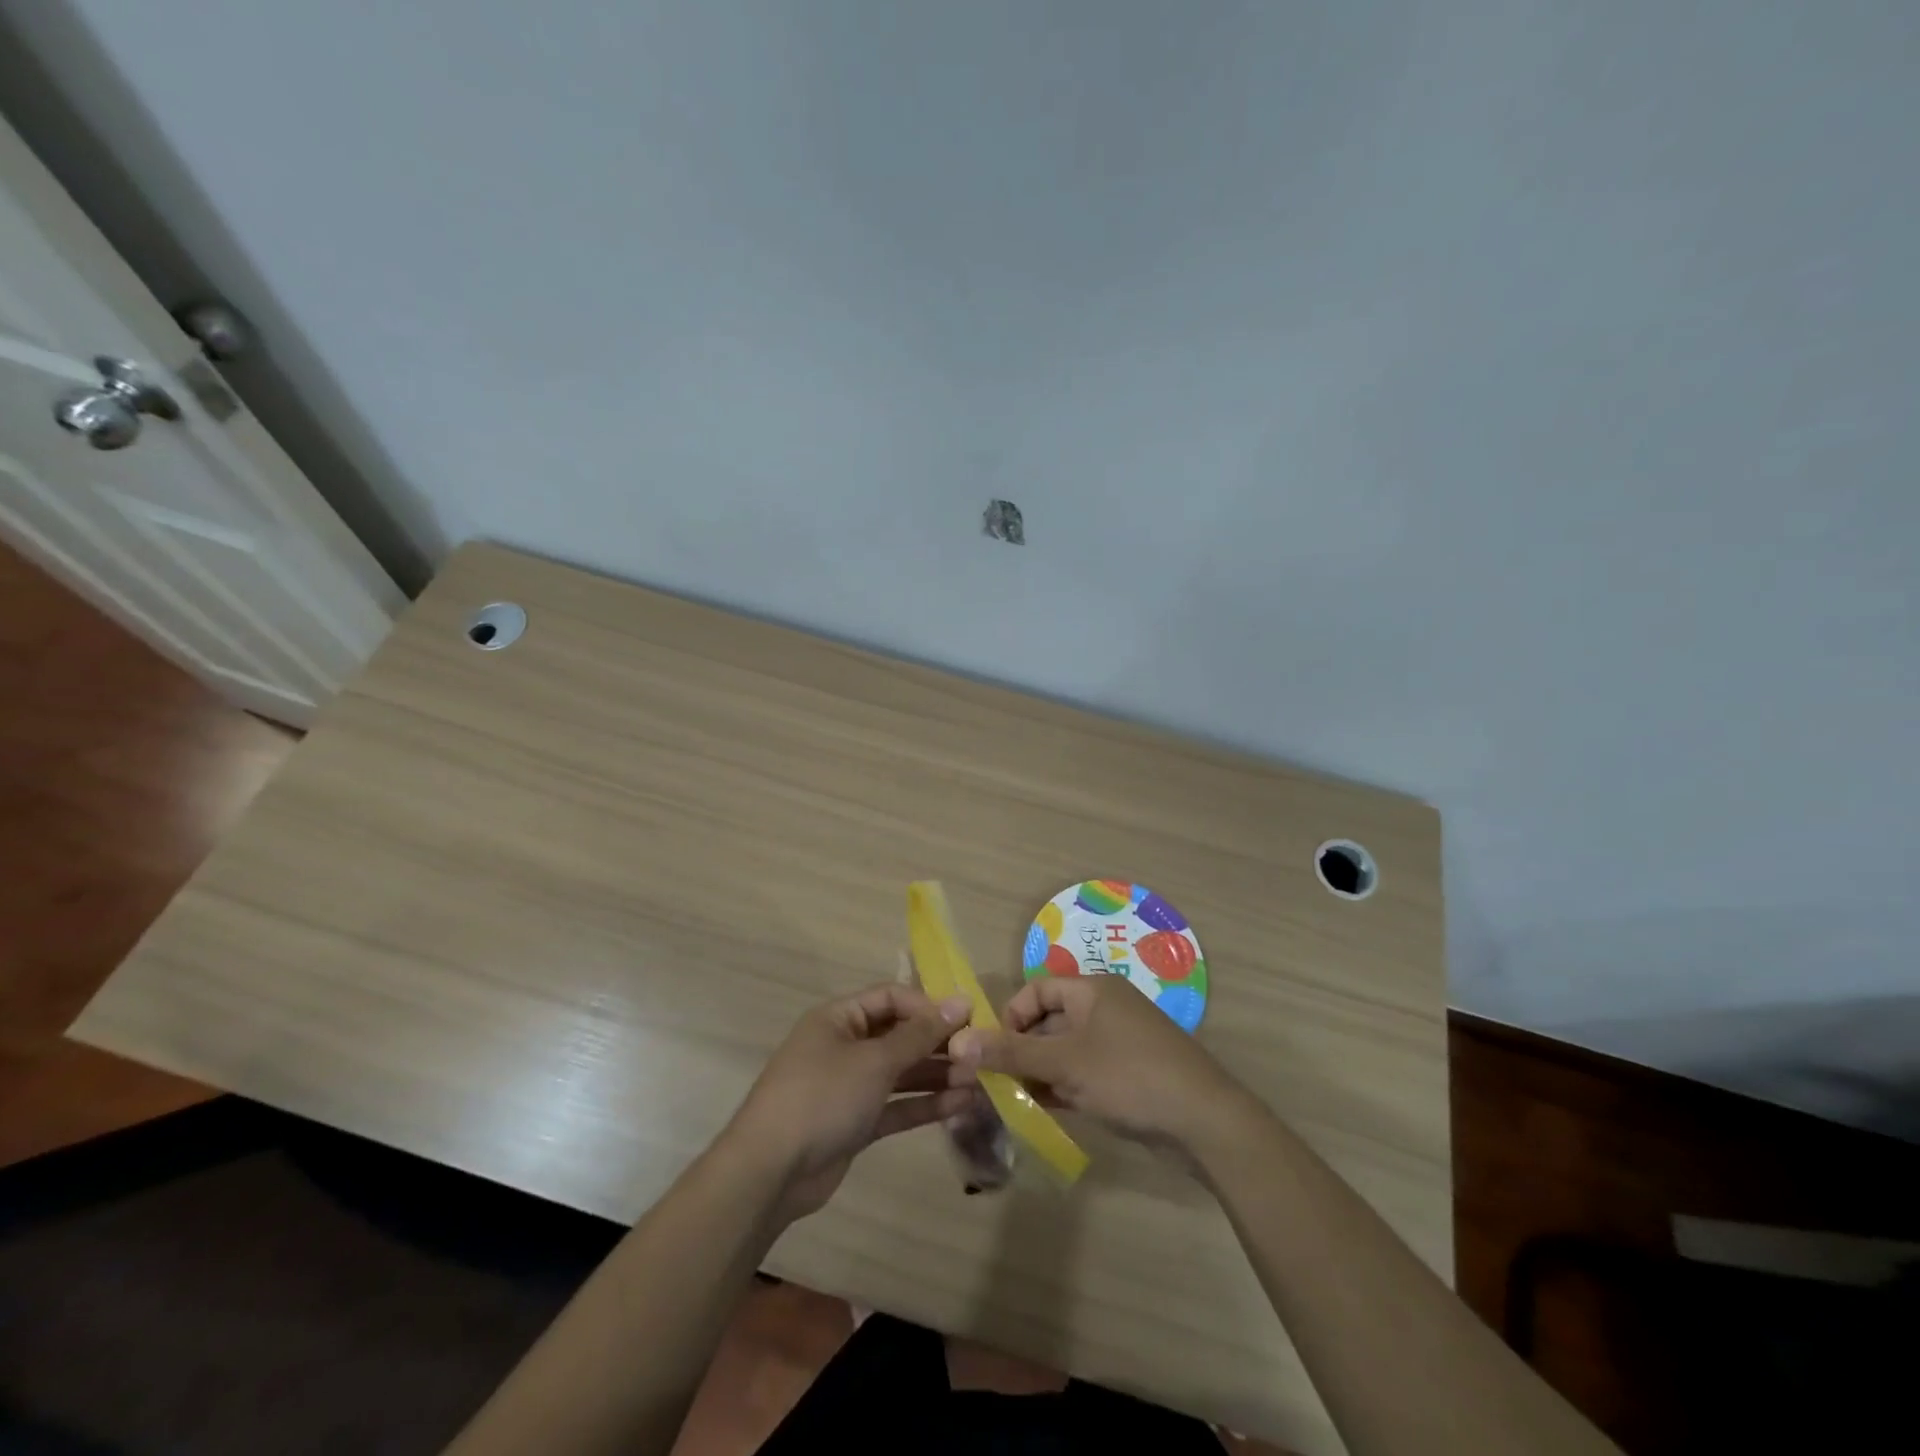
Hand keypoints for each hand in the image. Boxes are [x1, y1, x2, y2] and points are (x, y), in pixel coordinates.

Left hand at [725, 983, 974, 1222]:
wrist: (769, 1173)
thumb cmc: (822, 1097)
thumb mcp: (874, 1060)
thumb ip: (919, 1034)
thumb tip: (960, 1001)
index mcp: (840, 1018)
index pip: (892, 998)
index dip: (929, 1005)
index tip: (969, 1019)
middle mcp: (845, 1045)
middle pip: (899, 1035)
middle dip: (938, 1044)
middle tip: (979, 1055)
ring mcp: (850, 1086)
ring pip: (901, 1072)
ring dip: (937, 1075)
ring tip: (977, 1081)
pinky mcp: (856, 1122)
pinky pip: (896, 1104)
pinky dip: (924, 1104)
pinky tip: (960, 1104)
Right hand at [948, 976, 1244, 1154]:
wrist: (1205, 1121)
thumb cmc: (1130, 1076)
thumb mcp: (1065, 1063)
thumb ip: (1012, 1053)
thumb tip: (959, 1042)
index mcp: (1092, 989)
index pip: (1037, 989)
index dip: (1011, 1016)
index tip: (995, 1051)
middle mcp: (1105, 1008)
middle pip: (1049, 1020)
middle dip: (1021, 1050)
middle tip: (996, 1083)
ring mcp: (1119, 1042)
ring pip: (1065, 1050)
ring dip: (1039, 1072)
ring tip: (1013, 1101)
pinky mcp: (1129, 1074)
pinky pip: (1084, 1072)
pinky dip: (1063, 1086)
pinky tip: (1043, 1110)